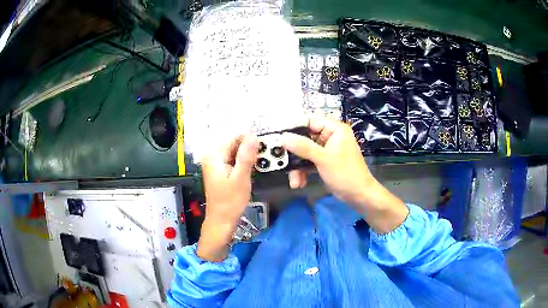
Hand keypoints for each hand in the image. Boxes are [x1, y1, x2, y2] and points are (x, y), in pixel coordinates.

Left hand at [197, 135, 258, 261]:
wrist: (221, 221)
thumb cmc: (230, 201)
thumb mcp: (241, 178)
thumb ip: (246, 156)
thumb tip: (253, 136)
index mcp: (214, 156)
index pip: (233, 138)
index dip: (249, 139)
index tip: (264, 146)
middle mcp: (212, 157)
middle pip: (233, 145)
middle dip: (249, 149)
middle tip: (264, 157)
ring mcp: (215, 165)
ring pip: (235, 153)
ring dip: (247, 156)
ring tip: (259, 164)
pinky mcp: (220, 172)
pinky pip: (233, 161)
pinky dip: (243, 163)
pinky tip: (251, 170)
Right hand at [282, 116, 407, 232]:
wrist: (358, 196)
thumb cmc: (345, 173)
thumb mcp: (323, 159)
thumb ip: (303, 147)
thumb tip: (283, 137)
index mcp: (334, 129)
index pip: (310, 120)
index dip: (294, 127)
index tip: (279, 136)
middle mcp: (329, 136)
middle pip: (304, 137)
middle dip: (294, 153)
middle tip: (281, 159)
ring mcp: (326, 150)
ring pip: (304, 152)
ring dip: (297, 166)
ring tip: (294, 179)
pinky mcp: (323, 162)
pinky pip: (308, 162)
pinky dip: (302, 172)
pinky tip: (299, 183)